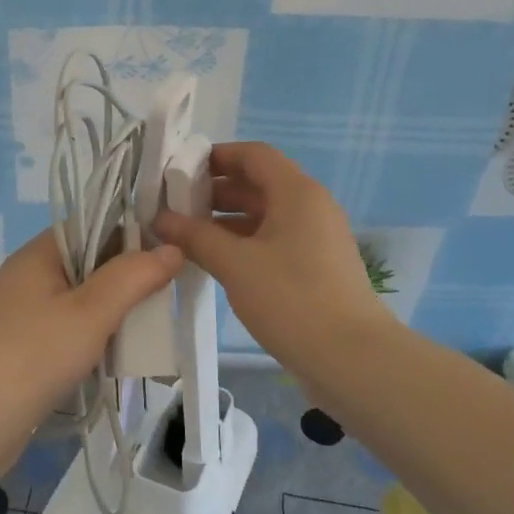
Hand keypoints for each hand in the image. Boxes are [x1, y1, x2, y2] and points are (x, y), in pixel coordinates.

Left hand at [0, 231, 182, 475]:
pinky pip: (69, 328)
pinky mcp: (25, 347)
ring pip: (81, 299)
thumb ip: (133, 276)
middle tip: (167, 290)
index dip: (129, 230)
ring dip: (113, 309)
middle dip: (126, 275)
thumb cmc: (35, 355)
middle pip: (88, 262)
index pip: (90, 224)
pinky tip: (119, 352)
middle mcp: (28, 276)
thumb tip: (172, 249)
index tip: (168, 248)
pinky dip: (95, 335)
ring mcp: (24, 313)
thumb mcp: (92, 311)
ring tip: (151, 323)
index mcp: (38, 254)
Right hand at [154, 142, 384, 371]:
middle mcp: (310, 206)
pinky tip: (215, 261)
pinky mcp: (315, 267)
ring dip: (226, 220)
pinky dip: (243, 243)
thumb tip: (161, 219)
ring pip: (264, 215)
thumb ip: (195, 237)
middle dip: (214, 191)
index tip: (179, 172)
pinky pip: (273, 240)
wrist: (352, 358)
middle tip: (174, 207)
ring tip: (186, 236)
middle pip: (257, 183)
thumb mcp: (235, 264)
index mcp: (296, 192)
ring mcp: (315, 238)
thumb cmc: (292, 298)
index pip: (253, 154)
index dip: (215, 157)